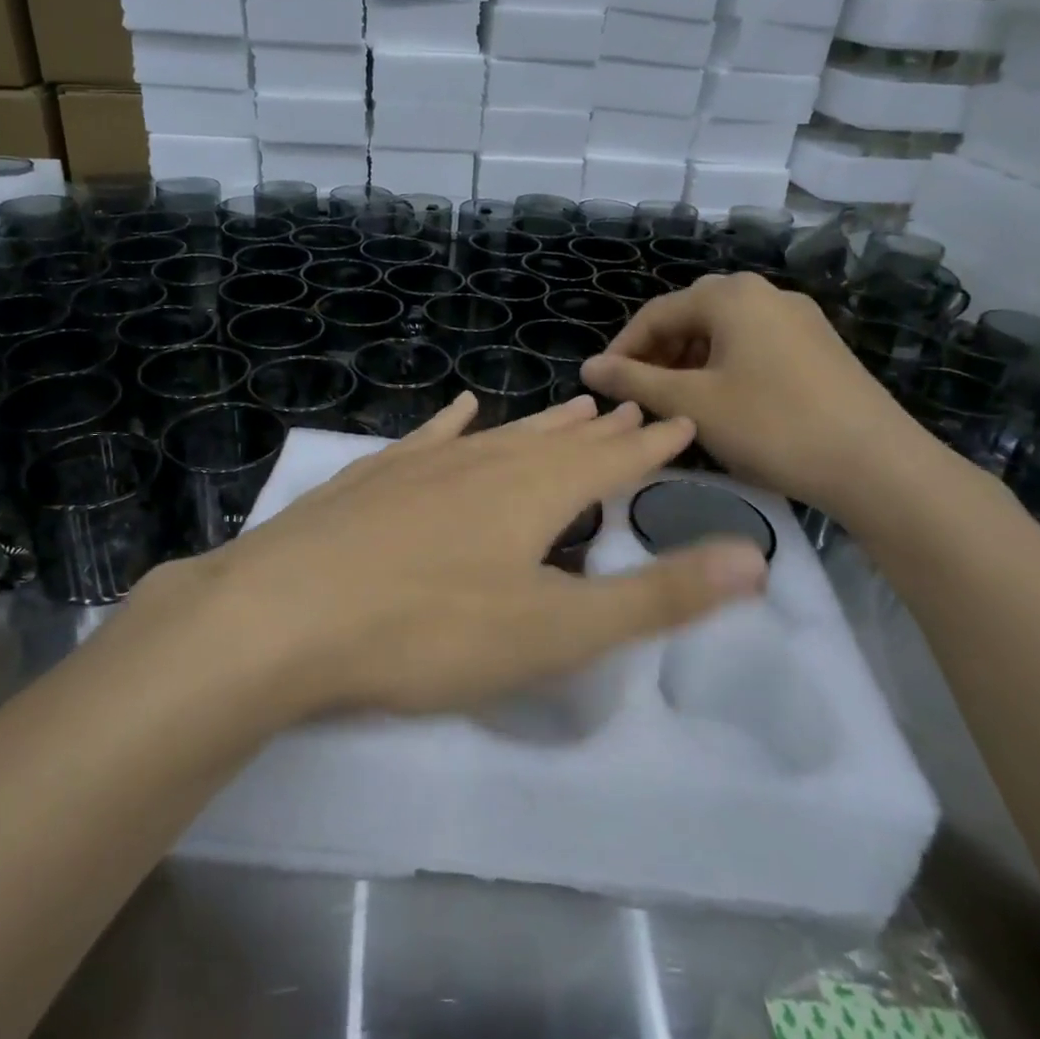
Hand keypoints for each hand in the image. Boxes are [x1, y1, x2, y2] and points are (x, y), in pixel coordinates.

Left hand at [129, 395, 768, 724]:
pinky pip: (428, 439)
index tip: (680, 421)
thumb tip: (753, 559)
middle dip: (600, 430)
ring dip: (540, 425)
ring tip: (572, 408)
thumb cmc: (429, 631)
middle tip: (630, 407)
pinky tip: (463, 409)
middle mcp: (483, 464)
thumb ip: (655, 597)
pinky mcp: (373, 479)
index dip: (650, 445)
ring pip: (499, 436)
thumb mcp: (555, 630)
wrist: (286, 614)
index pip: (610, 461)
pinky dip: (453, 423)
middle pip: (556, 441)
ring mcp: (422, 466)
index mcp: (532, 494)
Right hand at [579, 273, 936, 525]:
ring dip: (689, 363)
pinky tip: (723, 404)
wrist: (877, 465)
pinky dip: (724, 368)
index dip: (622, 349)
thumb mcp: (691, 404)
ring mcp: (798, 318)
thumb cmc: (771, 425)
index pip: (656, 313)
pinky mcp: (819, 346)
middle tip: (639, 397)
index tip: (603, 386)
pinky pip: (754, 345)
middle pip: (690, 317)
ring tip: (676, 404)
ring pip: (723, 333)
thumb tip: (589, 368)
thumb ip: (634, 382)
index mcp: (730, 295)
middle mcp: (764, 293)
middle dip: (657, 355)